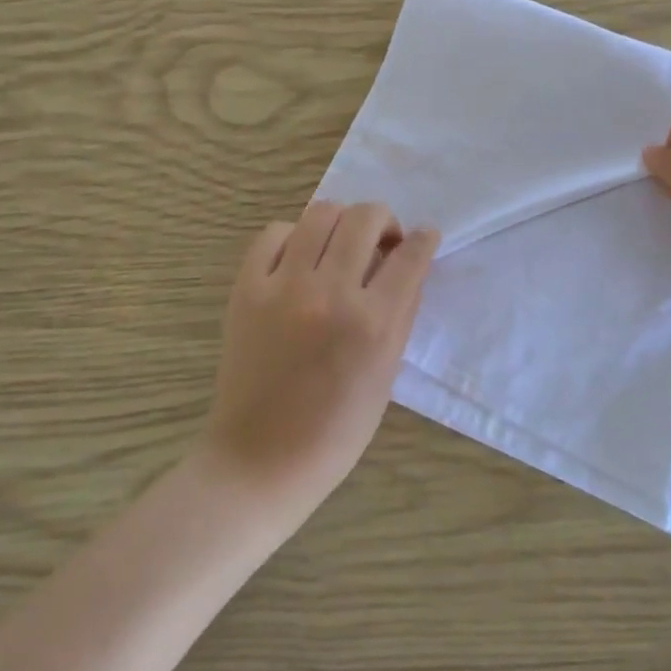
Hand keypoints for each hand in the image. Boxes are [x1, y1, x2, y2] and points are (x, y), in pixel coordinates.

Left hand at [202, 203, 437, 515]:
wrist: (261, 457)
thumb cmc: (336, 429)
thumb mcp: (386, 374)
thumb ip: (401, 315)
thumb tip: (410, 267)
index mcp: (372, 323)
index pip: (410, 255)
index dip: (424, 239)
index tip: (424, 237)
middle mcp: (330, 293)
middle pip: (365, 218)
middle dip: (385, 220)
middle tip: (383, 241)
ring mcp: (283, 286)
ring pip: (321, 213)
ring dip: (342, 221)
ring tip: (342, 243)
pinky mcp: (246, 288)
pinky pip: (274, 234)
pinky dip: (295, 236)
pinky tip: (300, 257)